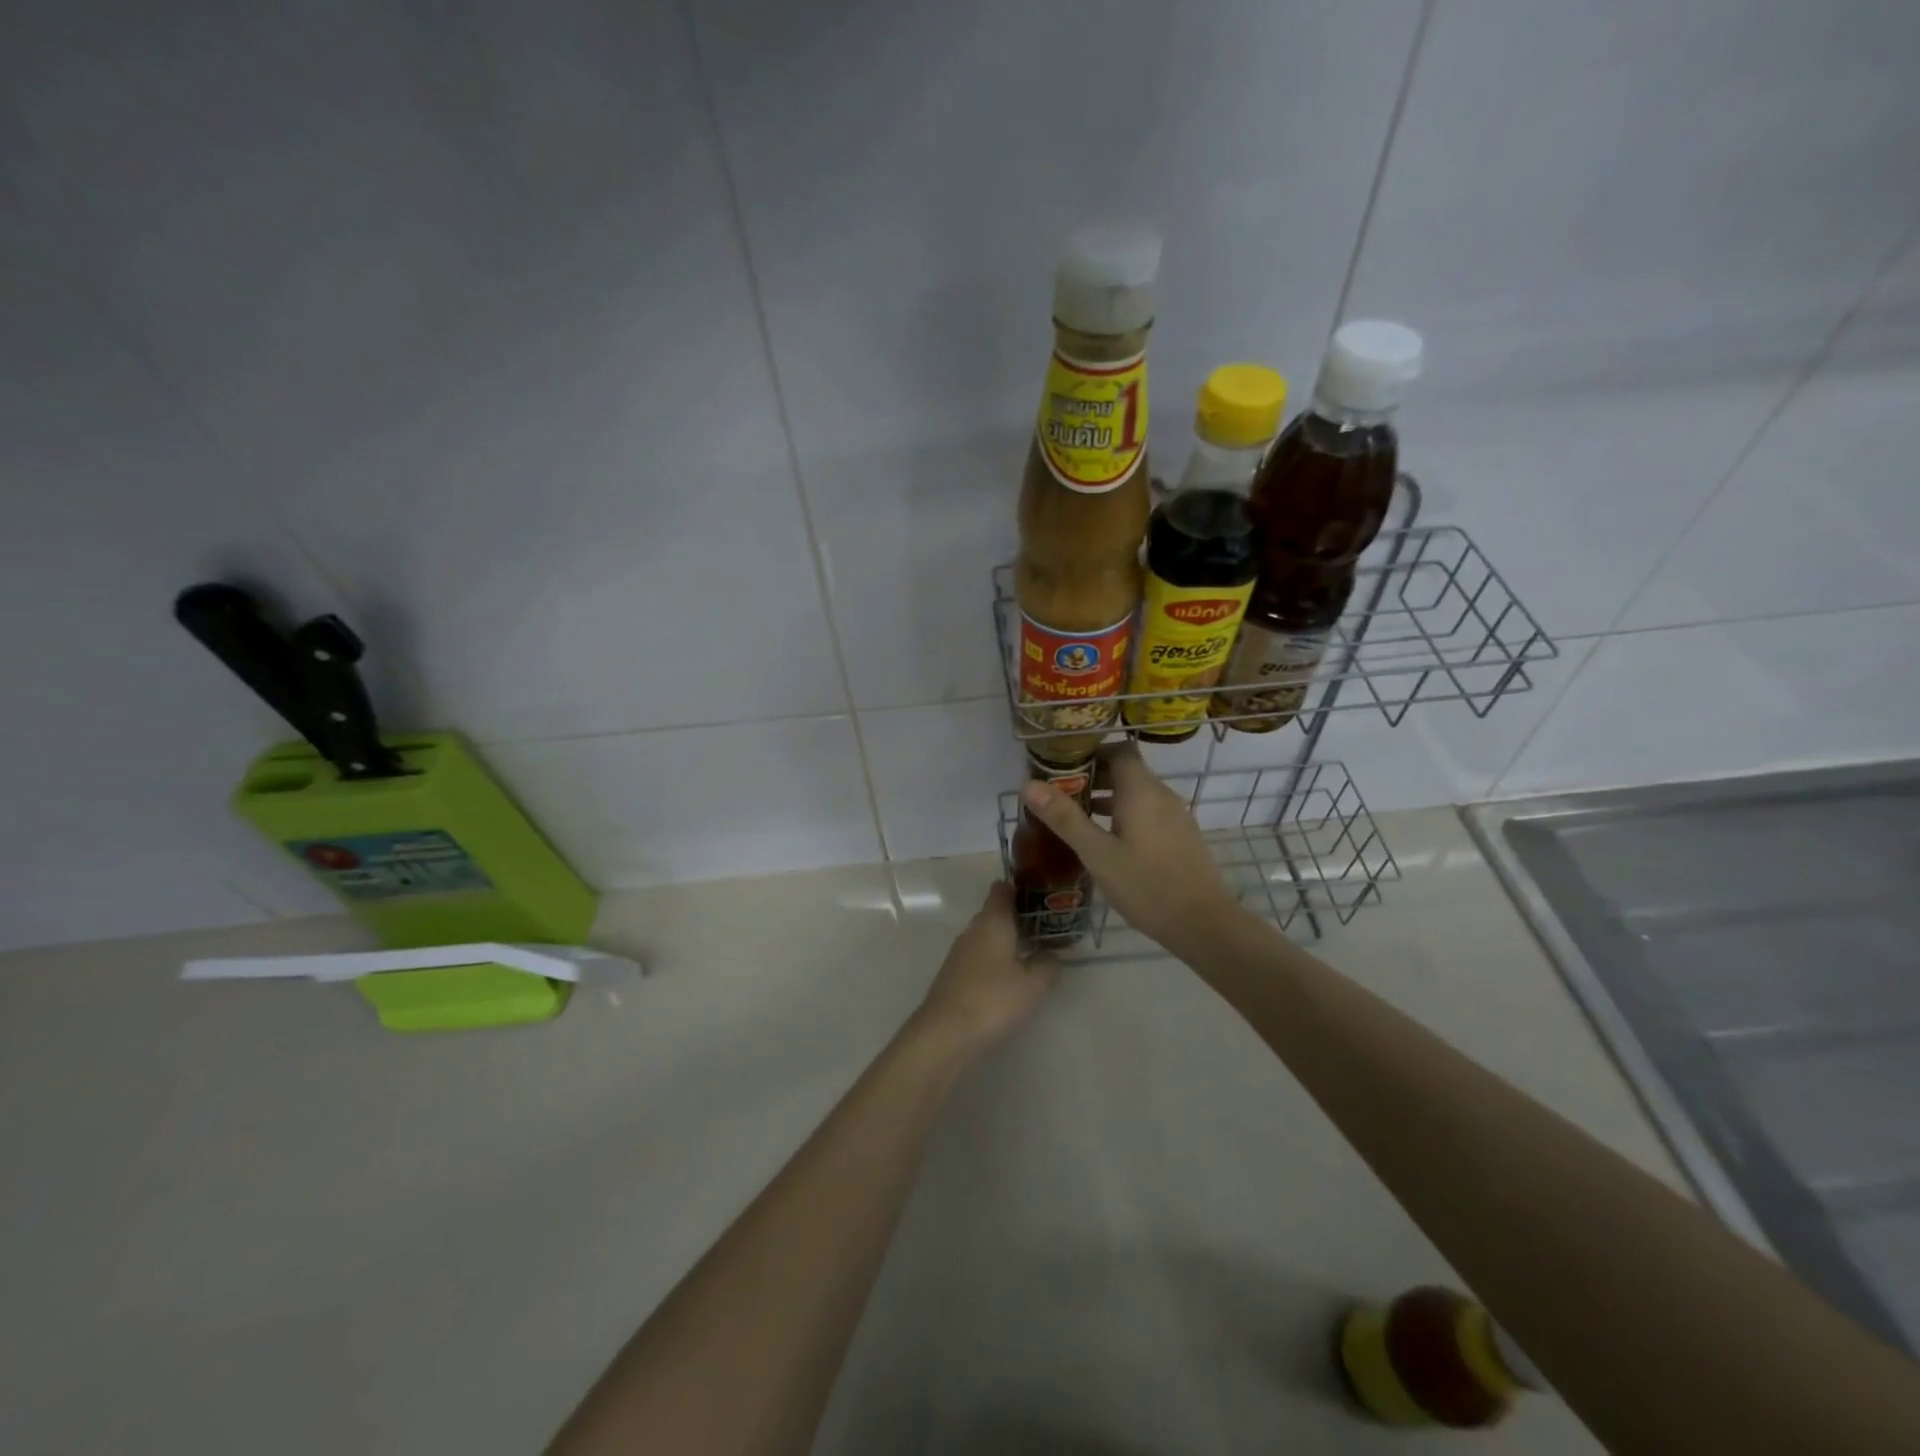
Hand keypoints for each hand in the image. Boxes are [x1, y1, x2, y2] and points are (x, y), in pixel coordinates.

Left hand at [913, 882, 1059, 1056]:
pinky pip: (978, 957)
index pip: (1002, 890)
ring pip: (986, 937)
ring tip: (1031, 956)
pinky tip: (1007, 980)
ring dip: (1006, 942)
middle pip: (995, 913)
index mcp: (993, 920)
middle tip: (1045, 930)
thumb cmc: (994, 999)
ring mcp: (959, 952)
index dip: (1020, 889)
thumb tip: (1050, 955)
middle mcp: (973, 929)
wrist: (945, 1032)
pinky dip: (993, 961)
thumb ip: (1048, 964)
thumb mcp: (1034, 984)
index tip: (1040, 898)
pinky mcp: (952, 974)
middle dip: (1018, 919)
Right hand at [1021, 741, 1238, 953]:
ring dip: (1108, 798)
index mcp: (1141, 790)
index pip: (1118, 749)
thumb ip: (1064, 818)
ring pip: (1137, 793)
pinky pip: (1149, 812)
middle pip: (1127, 770)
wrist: (1203, 923)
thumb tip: (1029, 785)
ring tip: (1077, 819)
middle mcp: (1162, 795)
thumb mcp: (1097, 853)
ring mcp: (1175, 816)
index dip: (1091, 752)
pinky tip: (1107, 842)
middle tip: (1061, 795)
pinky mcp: (1181, 836)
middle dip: (1093, 777)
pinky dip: (1125, 815)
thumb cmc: (1146, 885)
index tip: (1063, 767)